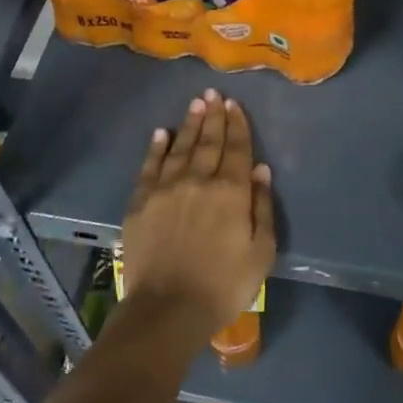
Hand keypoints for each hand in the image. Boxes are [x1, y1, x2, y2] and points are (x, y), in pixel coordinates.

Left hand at [118, 88, 275, 345]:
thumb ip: (262, 207)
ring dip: (190, 124)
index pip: (236, 149)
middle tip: (214, 94)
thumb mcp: (260, 252)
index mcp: (230, 192)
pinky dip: (157, 147)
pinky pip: (150, 166)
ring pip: (181, 147)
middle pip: (208, 141)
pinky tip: (163, 133)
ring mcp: (166, 188)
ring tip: (196, 104)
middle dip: (214, 116)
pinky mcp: (141, 201)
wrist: (168, 309)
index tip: (235, 105)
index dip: (237, 125)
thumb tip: (259, 169)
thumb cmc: (224, 285)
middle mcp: (198, 180)